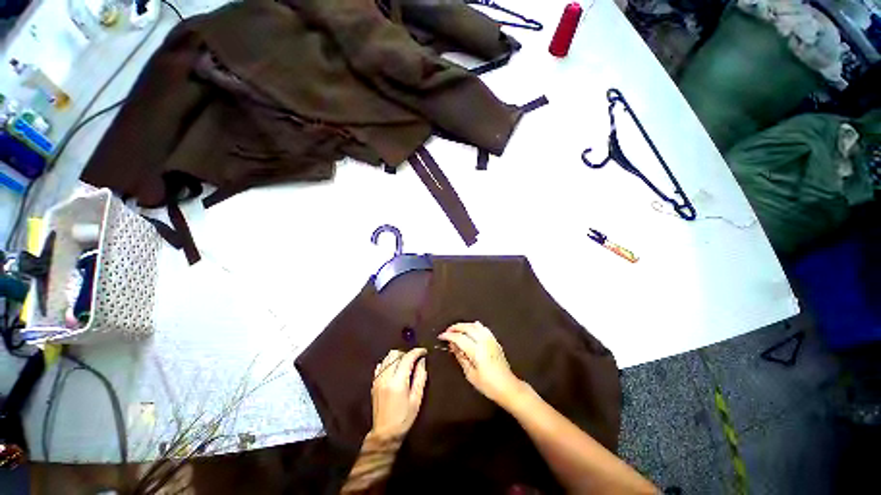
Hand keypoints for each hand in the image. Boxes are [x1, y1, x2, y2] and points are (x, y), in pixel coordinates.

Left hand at [369, 348, 427, 440]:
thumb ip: (420, 378)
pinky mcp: (374, 383)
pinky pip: (381, 365)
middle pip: (395, 354)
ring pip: (387, 357)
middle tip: (415, 360)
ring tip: (405, 364)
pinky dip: (389, 363)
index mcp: (398, 381)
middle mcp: (386, 377)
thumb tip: (422, 361)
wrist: (385, 434)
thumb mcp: (416, 399)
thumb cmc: (404, 418)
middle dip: (406, 353)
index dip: (417, 352)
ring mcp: (378, 379)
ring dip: (398, 357)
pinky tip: (394, 369)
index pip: (407, 358)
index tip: (424, 351)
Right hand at [438, 322, 524, 407]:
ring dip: (464, 325)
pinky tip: (471, 328)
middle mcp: (483, 341)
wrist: (508, 387)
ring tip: (457, 329)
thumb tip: (452, 346)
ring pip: (475, 325)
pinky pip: (483, 328)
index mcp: (476, 351)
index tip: (441, 336)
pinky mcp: (495, 341)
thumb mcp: (470, 374)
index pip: (459, 338)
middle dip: (455, 327)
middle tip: (447, 331)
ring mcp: (490, 340)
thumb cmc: (487, 385)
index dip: (449, 336)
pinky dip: (475, 326)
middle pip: (467, 328)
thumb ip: (461, 357)